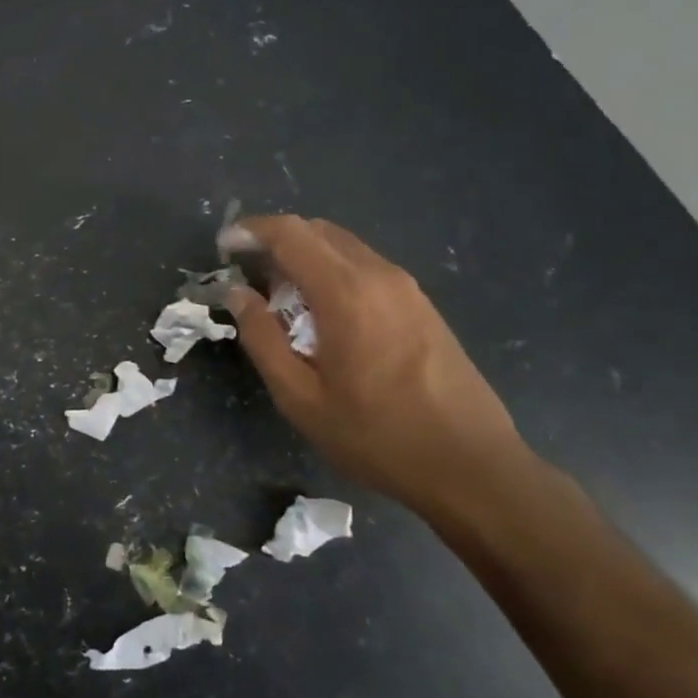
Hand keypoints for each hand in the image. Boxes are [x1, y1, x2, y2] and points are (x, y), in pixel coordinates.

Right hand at [228, 215, 529, 514]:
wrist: (472, 467)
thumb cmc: (377, 436)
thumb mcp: (300, 397)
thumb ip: (262, 338)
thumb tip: (238, 293)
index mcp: (346, 293)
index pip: (290, 233)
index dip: (251, 231)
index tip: (224, 248)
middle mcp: (379, 275)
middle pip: (317, 230)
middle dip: (276, 241)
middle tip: (249, 275)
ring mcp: (407, 288)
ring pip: (344, 247)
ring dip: (306, 257)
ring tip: (282, 299)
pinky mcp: (422, 305)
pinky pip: (366, 267)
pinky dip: (333, 272)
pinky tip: (325, 314)